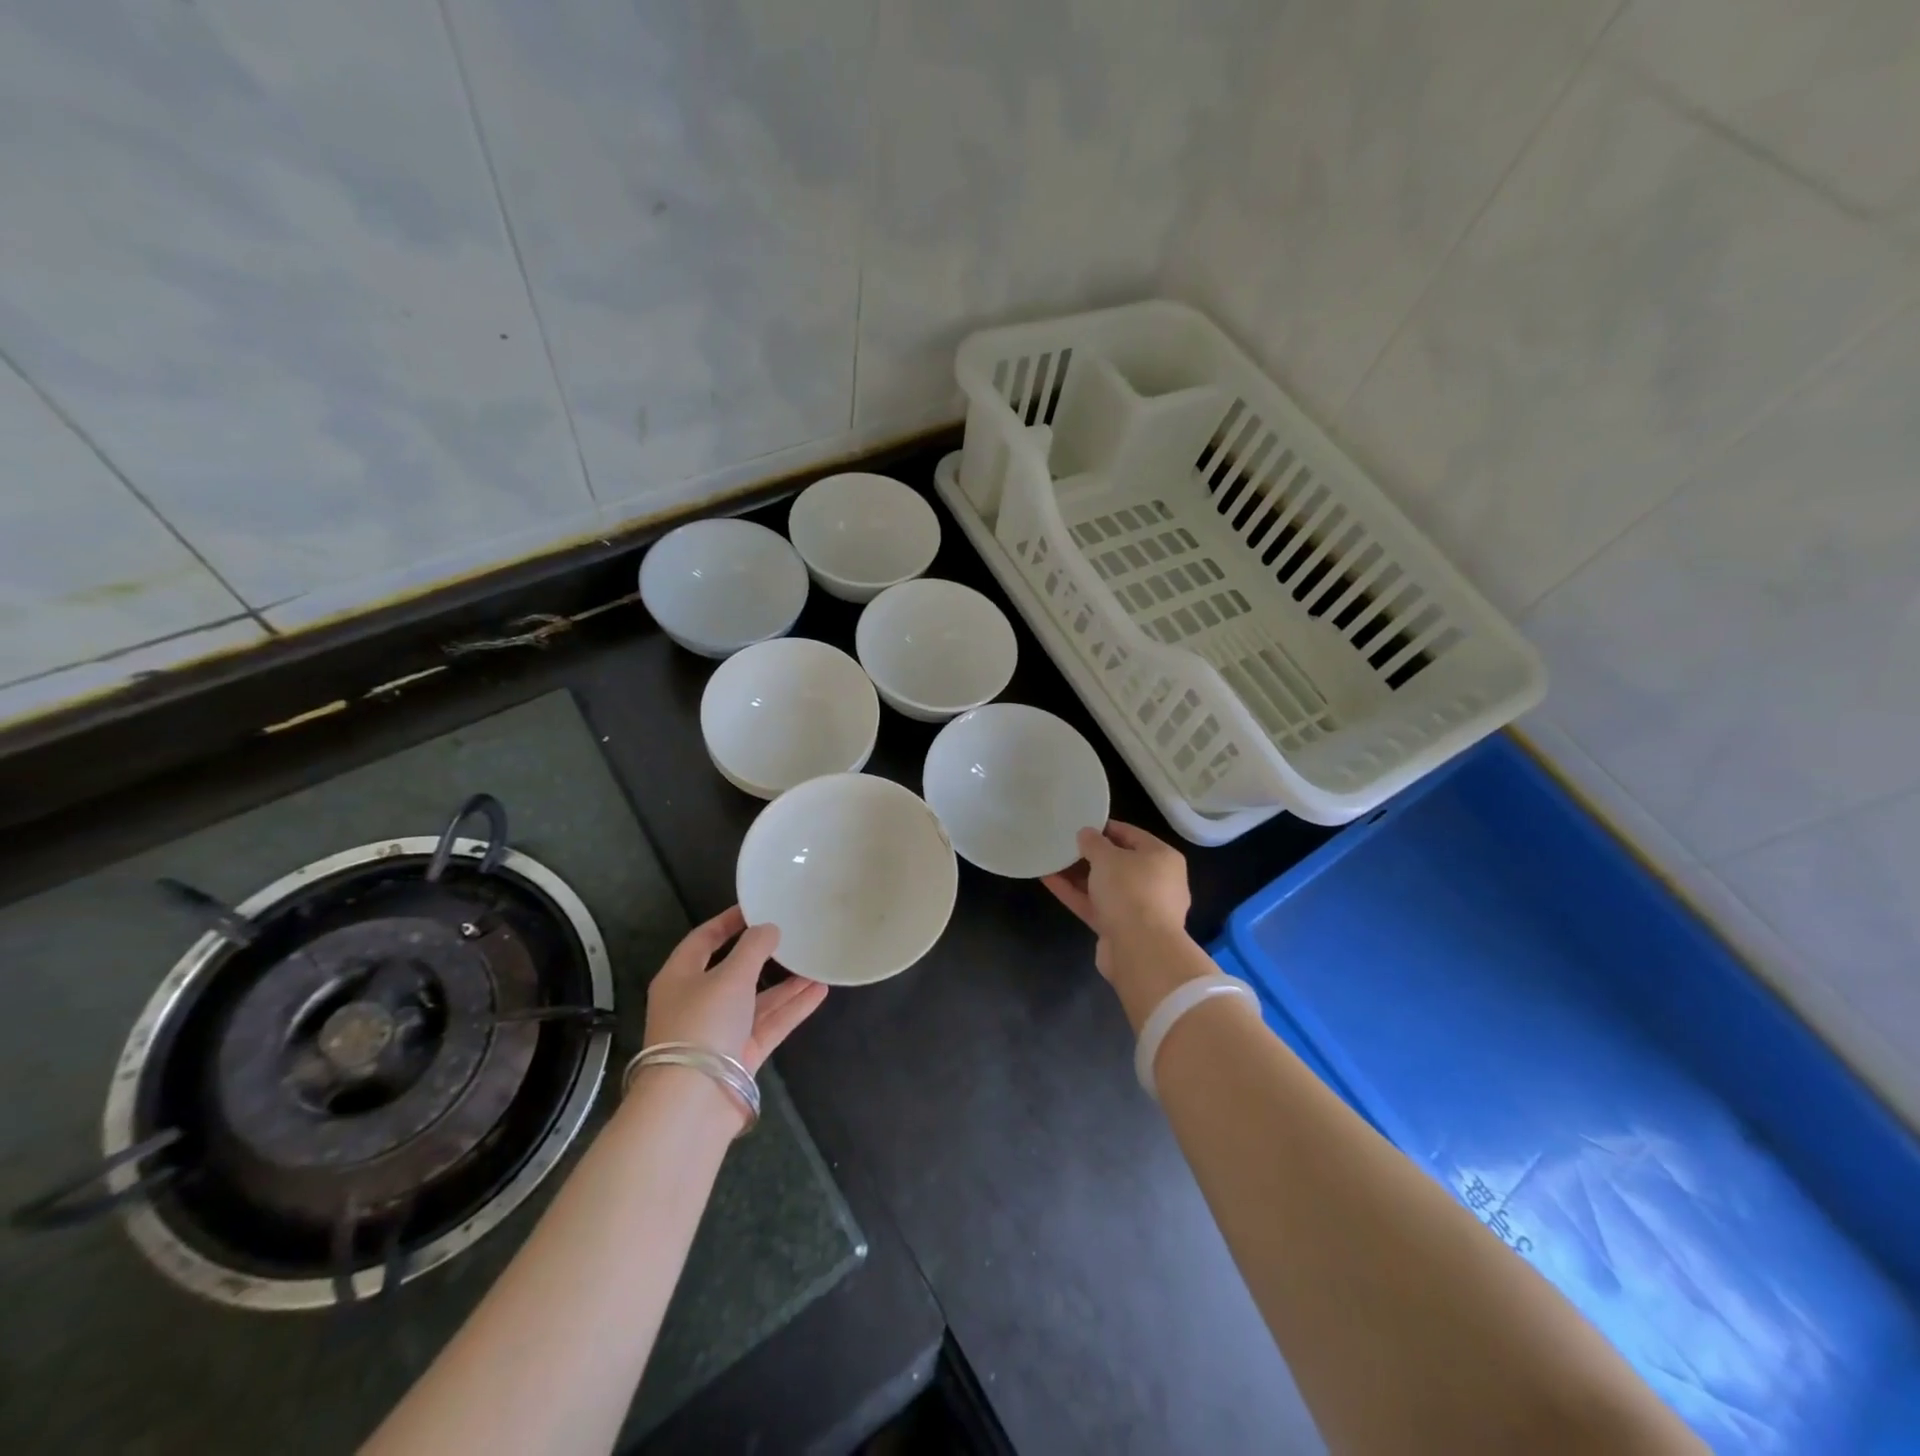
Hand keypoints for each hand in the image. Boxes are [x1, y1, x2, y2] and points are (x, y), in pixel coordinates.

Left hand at [642, 905, 828, 1073]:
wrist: (693, 1102)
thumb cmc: (703, 1024)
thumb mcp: (730, 976)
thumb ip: (753, 948)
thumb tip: (769, 928)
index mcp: (680, 977)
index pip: (703, 939)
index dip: (728, 921)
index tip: (757, 907)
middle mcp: (697, 1002)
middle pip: (733, 971)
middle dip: (764, 955)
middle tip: (792, 935)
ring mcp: (719, 1032)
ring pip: (756, 1000)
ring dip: (785, 984)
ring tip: (816, 962)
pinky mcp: (740, 1056)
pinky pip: (768, 1024)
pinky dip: (791, 1008)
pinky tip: (819, 991)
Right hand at [1041, 820, 1191, 979]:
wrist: (1140, 951)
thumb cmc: (1130, 891)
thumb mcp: (1107, 857)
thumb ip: (1093, 842)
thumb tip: (1086, 834)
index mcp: (1162, 858)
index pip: (1132, 835)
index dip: (1105, 828)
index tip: (1080, 824)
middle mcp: (1155, 882)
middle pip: (1118, 862)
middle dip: (1089, 854)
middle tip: (1063, 843)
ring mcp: (1138, 908)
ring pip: (1104, 886)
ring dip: (1078, 875)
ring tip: (1050, 859)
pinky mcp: (1120, 929)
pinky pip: (1095, 905)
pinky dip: (1075, 893)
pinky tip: (1049, 880)